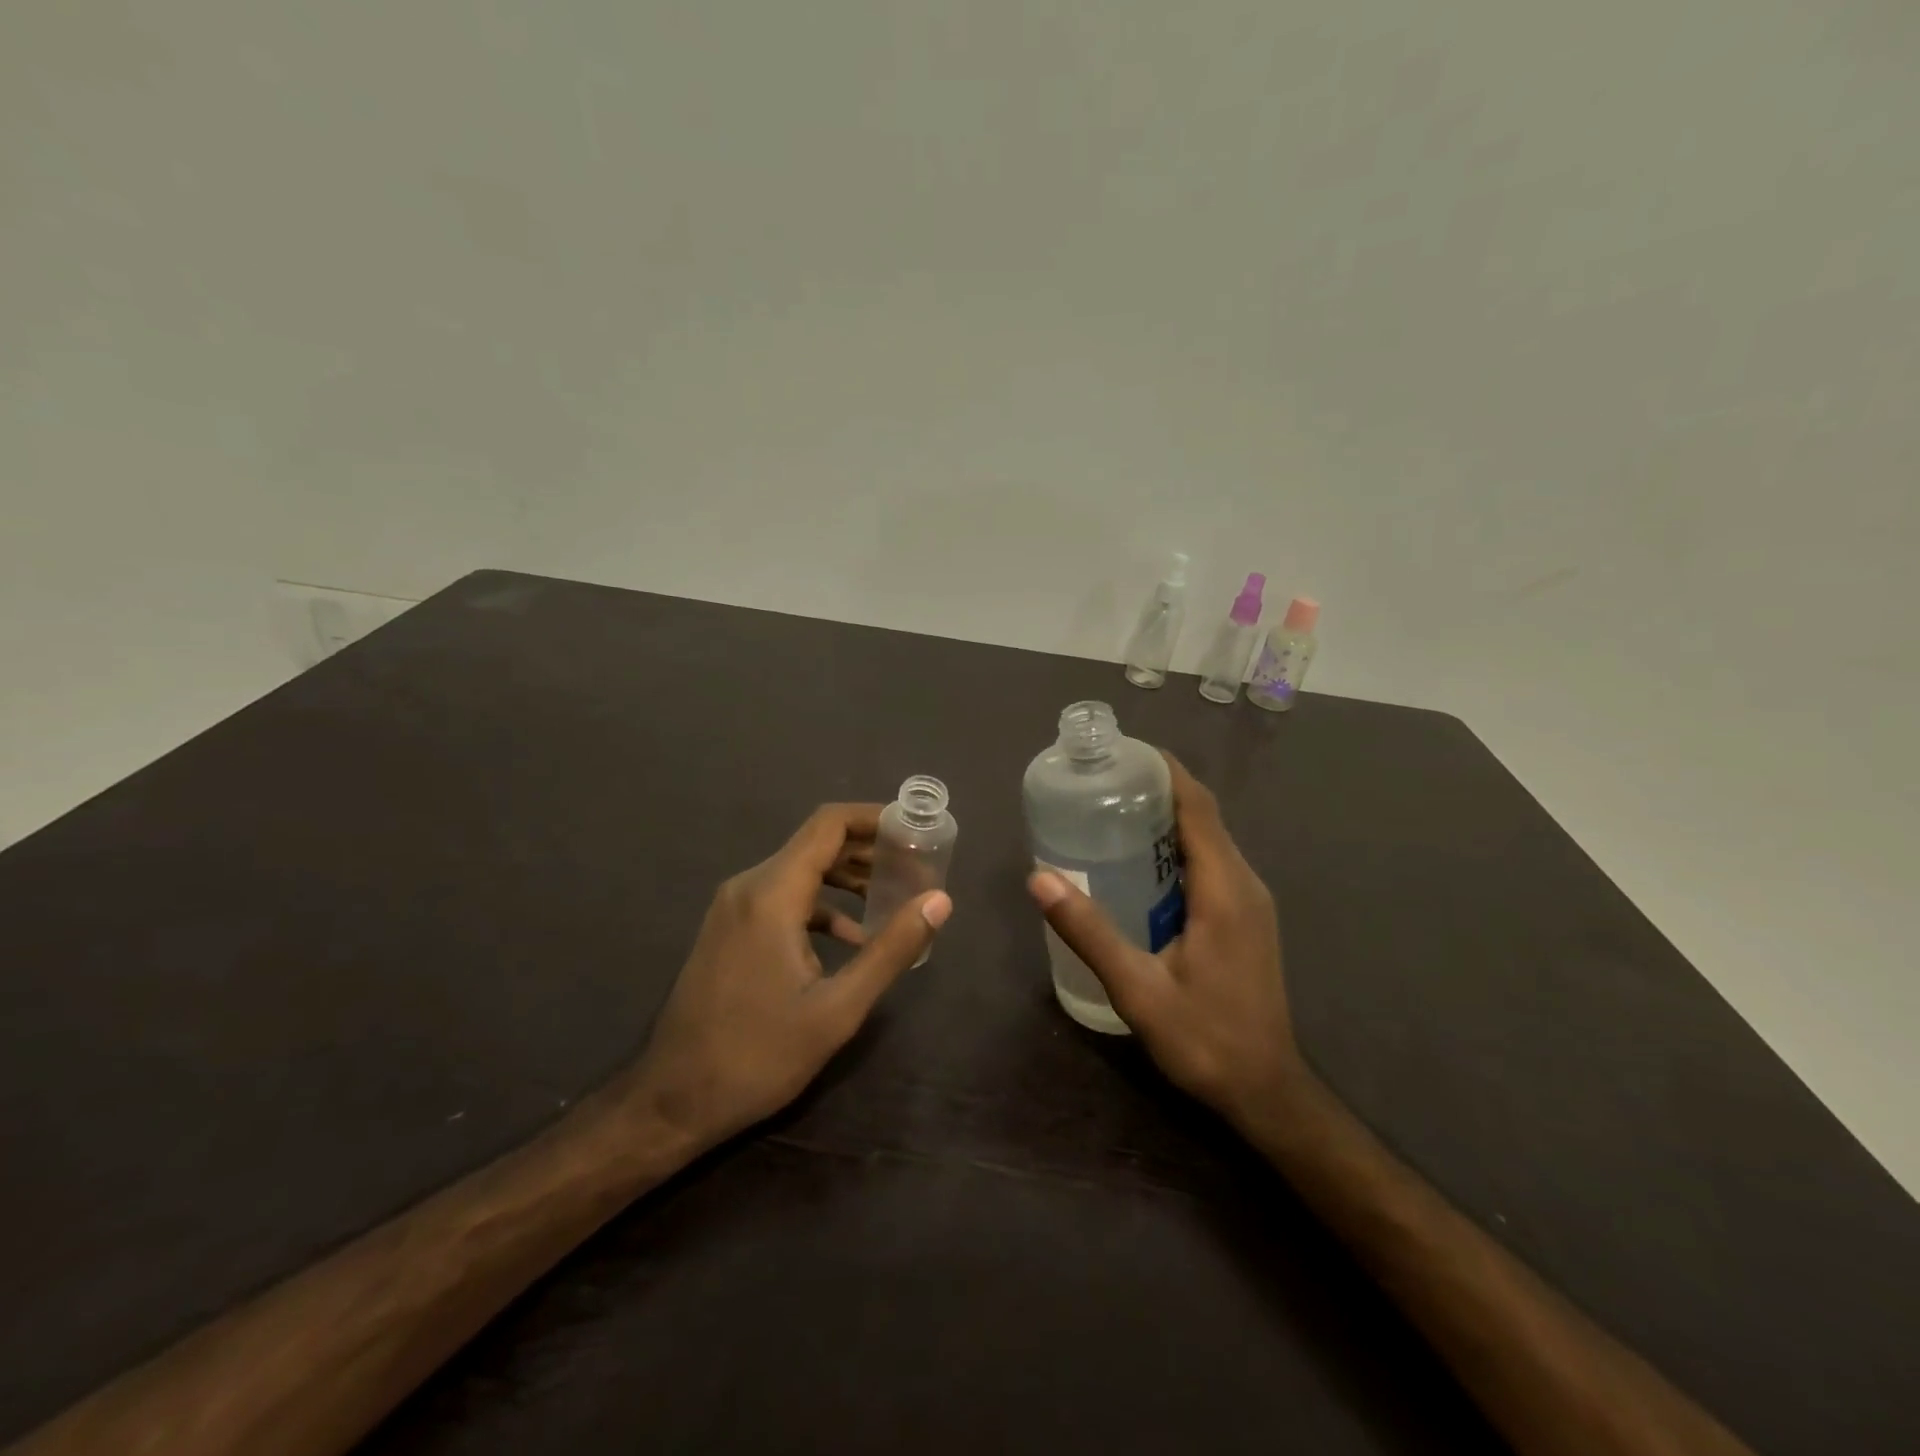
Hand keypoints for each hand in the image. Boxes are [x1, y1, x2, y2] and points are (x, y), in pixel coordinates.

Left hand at [626, 804, 951, 1152]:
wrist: (672, 1100)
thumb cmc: (758, 1056)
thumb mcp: (837, 1009)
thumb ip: (891, 949)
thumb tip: (939, 900)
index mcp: (772, 894)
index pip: (829, 825)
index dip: (874, 817)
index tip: (914, 829)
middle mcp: (749, 887)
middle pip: (816, 843)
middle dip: (868, 849)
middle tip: (915, 865)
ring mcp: (734, 908)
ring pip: (800, 870)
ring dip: (847, 876)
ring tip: (893, 894)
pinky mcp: (730, 929)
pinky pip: (783, 898)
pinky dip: (821, 904)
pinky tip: (852, 936)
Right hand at [1028, 752, 1301, 1128]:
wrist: (1267, 1092)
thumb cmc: (1205, 1039)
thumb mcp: (1138, 989)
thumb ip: (1089, 932)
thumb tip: (1040, 878)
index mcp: (1224, 889)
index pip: (1198, 807)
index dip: (1166, 771)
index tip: (1123, 752)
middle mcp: (1245, 884)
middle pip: (1204, 816)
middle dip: (1159, 789)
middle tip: (1103, 781)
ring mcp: (1251, 902)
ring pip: (1209, 840)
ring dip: (1168, 818)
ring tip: (1113, 811)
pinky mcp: (1247, 920)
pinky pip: (1212, 864)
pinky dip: (1178, 847)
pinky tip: (1140, 864)